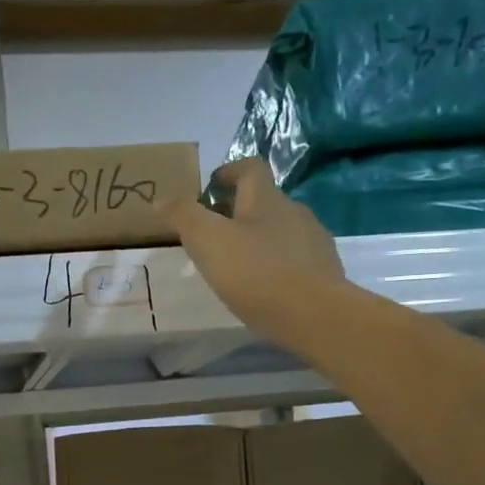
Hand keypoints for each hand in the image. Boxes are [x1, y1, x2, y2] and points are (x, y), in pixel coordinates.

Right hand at [162, 158, 344, 348]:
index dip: (229, 172)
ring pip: (280, 231)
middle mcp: (294, 212)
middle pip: (264, 201)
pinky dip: (276, 264)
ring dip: (258, 239)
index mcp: (266, 199)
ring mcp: (313, 242)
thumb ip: (183, 216)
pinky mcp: (324, 271)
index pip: (249, 168)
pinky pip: (294, 258)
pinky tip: (263, 287)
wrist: (315, 316)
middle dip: (238, 211)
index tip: (210, 187)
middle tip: (213, 234)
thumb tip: (161, 198)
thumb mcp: (208, 241)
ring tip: (236, 264)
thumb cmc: (256, 273)